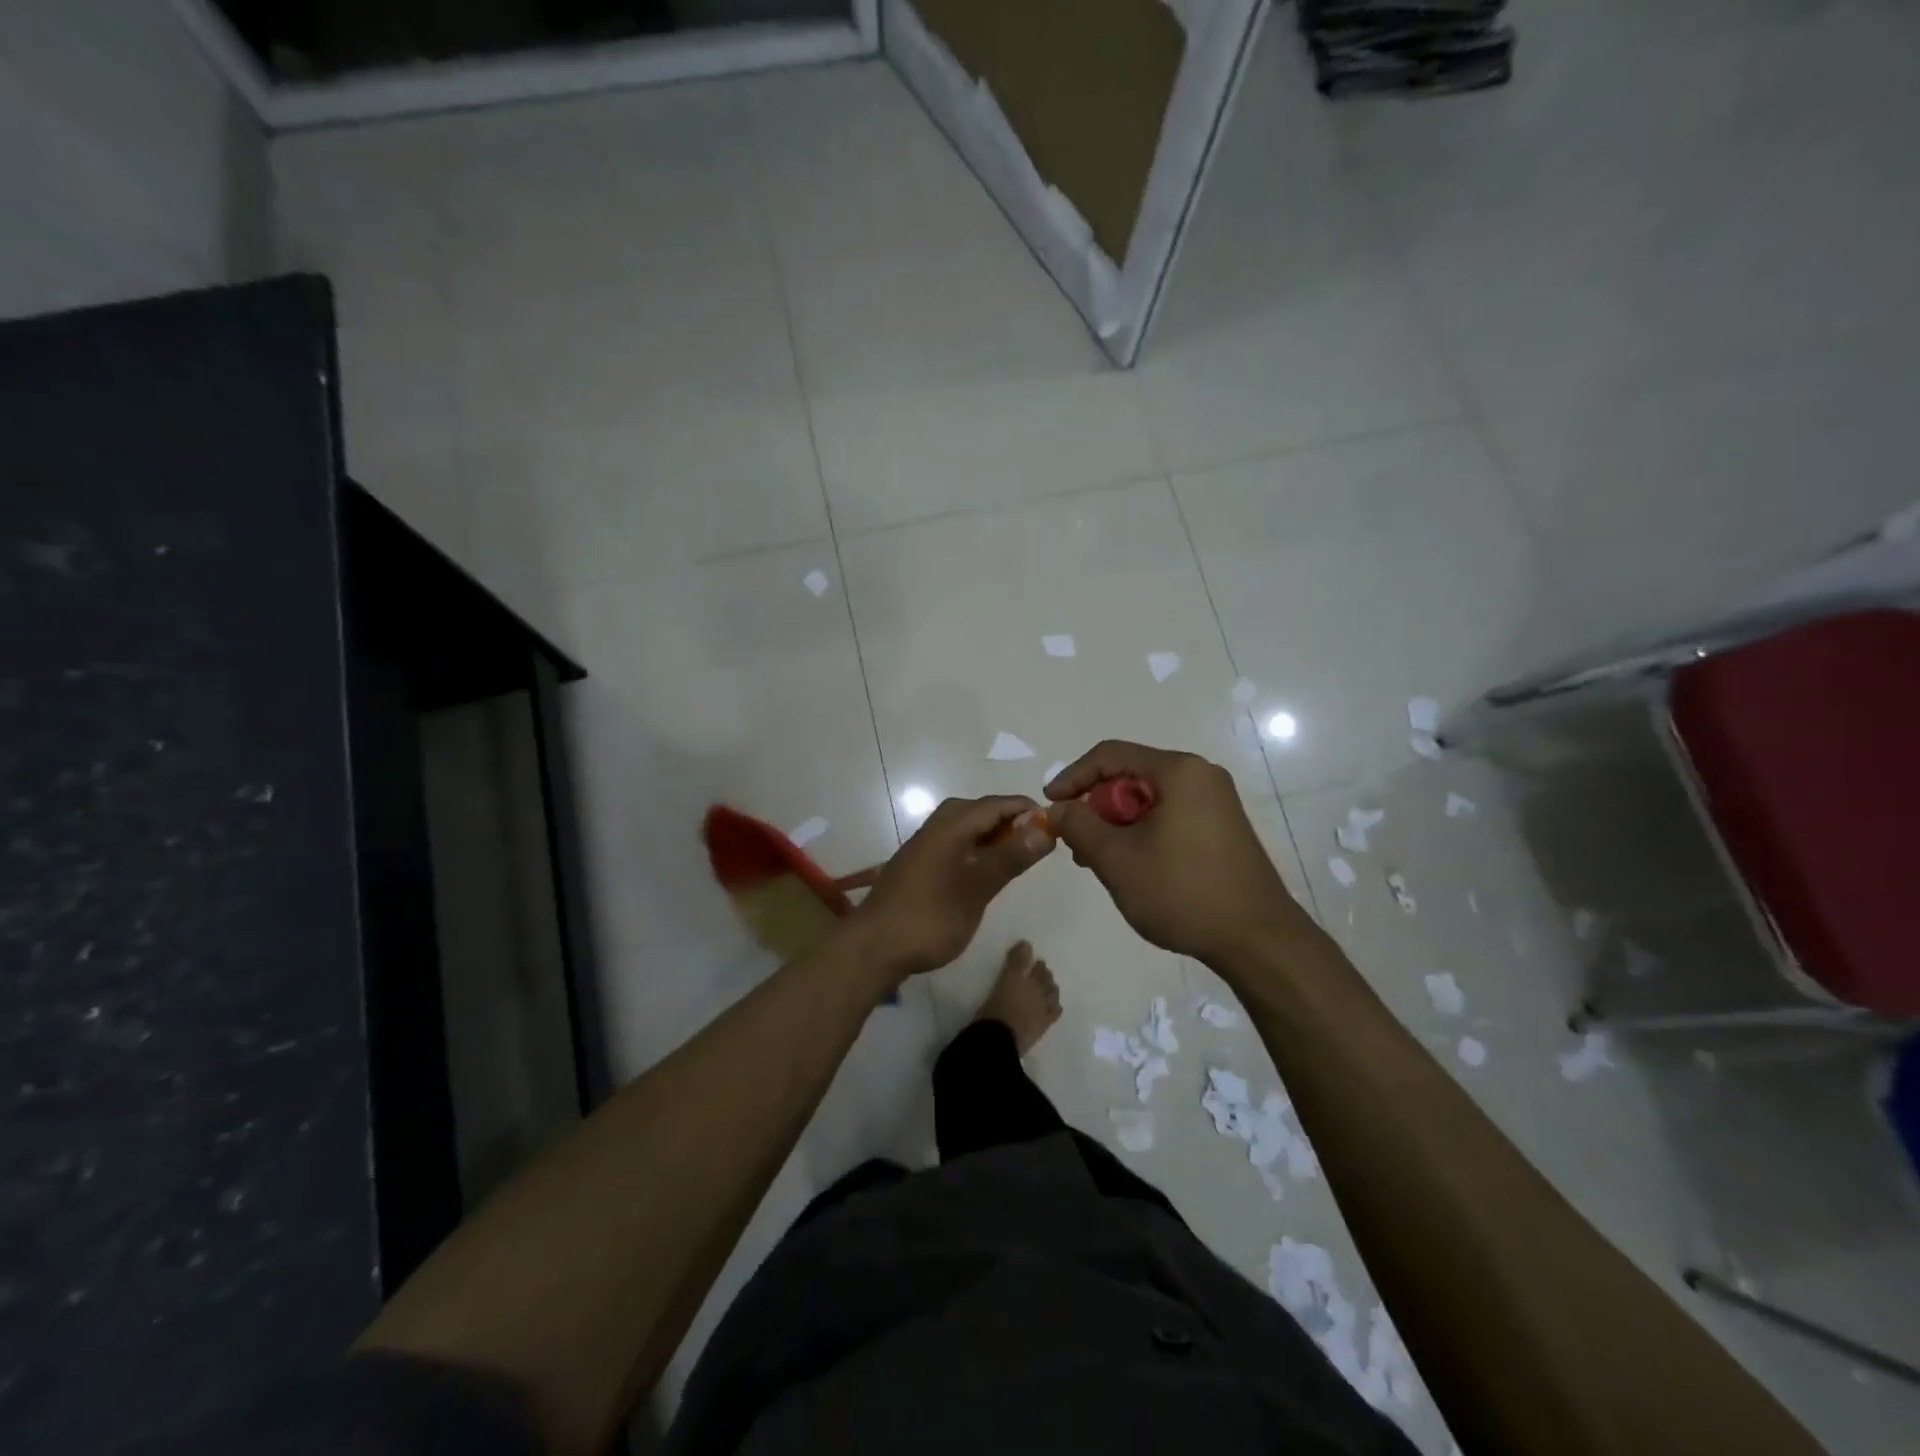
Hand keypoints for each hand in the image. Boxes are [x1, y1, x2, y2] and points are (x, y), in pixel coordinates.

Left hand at [850, 795, 1053, 978]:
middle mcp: (934, 829)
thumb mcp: (977, 888)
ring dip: (989, 834)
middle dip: (1006, 818)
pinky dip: (973, 848)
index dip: (1025, 808)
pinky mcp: (917, 866)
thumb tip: (1044, 829)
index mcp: (950, 827)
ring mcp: (922, 847)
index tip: (1054, 822)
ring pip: (962, 826)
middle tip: (1034, 839)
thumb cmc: (930, 917)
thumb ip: (1010, 857)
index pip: (995, 804)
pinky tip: (983, 871)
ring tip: (1014, 854)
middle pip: (976, 810)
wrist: (874, 948)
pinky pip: (952, 843)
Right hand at [1047, 742, 1306, 964]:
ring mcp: (1216, 802)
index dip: (1072, 777)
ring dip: (1116, 824)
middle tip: (1075, 843)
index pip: (1110, 755)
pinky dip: (1142, 833)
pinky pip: (1169, 815)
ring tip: (1097, 861)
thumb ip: (1079, 826)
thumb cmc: (1182, 892)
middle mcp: (1201, 776)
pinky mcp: (1222, 827)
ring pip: (1148, 799)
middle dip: (1095, 806)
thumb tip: (1059, 809)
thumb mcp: (1117, 859)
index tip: (1050, 807)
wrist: (1258, 940)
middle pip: (1130, 776)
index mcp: (1179, 771)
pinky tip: (1131, 866)